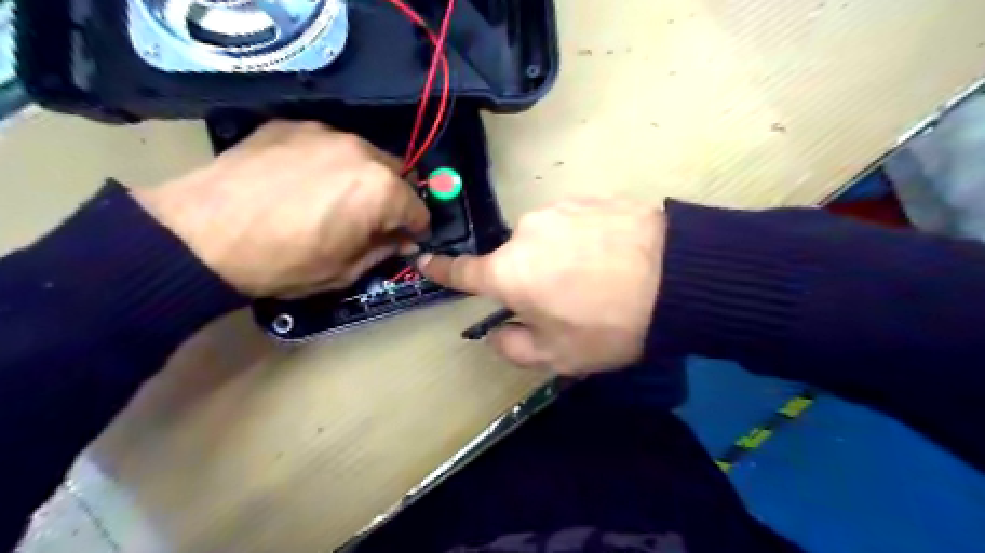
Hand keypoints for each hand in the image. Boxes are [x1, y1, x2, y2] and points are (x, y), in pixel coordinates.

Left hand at [132, 119, 429, 294]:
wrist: (201, 236)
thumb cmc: (285, 262)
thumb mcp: (345, 270)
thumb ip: (384, 251)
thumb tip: (403, 241)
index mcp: (382, 191)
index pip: (419, 208)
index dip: (415, 229)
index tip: (403, 239)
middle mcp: (362, 152)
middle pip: (398, 173)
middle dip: (393, 197)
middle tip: (371, 218)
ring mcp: (324, 133)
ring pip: (364, 154)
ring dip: (363, 176)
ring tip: (334, 197)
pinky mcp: (290, 125)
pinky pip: (326, 143)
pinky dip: (328, 162)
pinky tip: (302, 181)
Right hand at [415, 198, 659, 374]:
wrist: (678, 278)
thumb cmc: (608, 325)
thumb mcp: (558, 355)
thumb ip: (514, 347)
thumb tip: (498, 332)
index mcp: (509, 271)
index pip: (463, 271)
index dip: (443, 269)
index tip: (426, 260)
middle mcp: (525, 232)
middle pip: (515, 260)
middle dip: (530, 280)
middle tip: (568, 300)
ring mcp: (559, 209)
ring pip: (546, 241)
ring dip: (559, 259)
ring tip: (597, 277)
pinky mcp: (590, 197)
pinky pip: (573, 224)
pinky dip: (582, 241)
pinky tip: (612, 256)